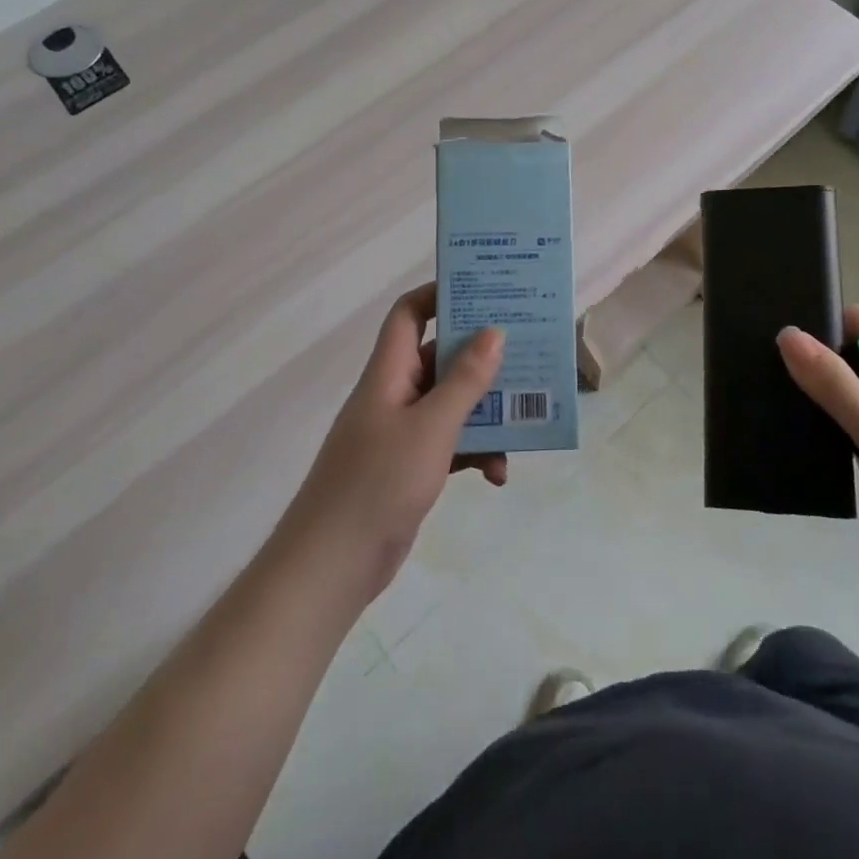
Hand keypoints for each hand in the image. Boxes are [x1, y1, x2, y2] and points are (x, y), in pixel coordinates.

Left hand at [282, 284, 505, 601]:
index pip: (410, 314)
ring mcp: (402, 432)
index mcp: (389, 372)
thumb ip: (465, 380)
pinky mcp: (411, 466)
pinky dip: (476, 451)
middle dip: (482, 356)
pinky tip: (498, 474)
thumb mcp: (431, 427)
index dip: (441, 295)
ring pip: (452, 403)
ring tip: (525, 419)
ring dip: (486, 411)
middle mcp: (395, 393)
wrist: (332, 566)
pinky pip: (451, 443)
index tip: (486, 291)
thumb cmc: (378, 483)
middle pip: (441, 357)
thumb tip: (494, 331)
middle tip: (526, 350)